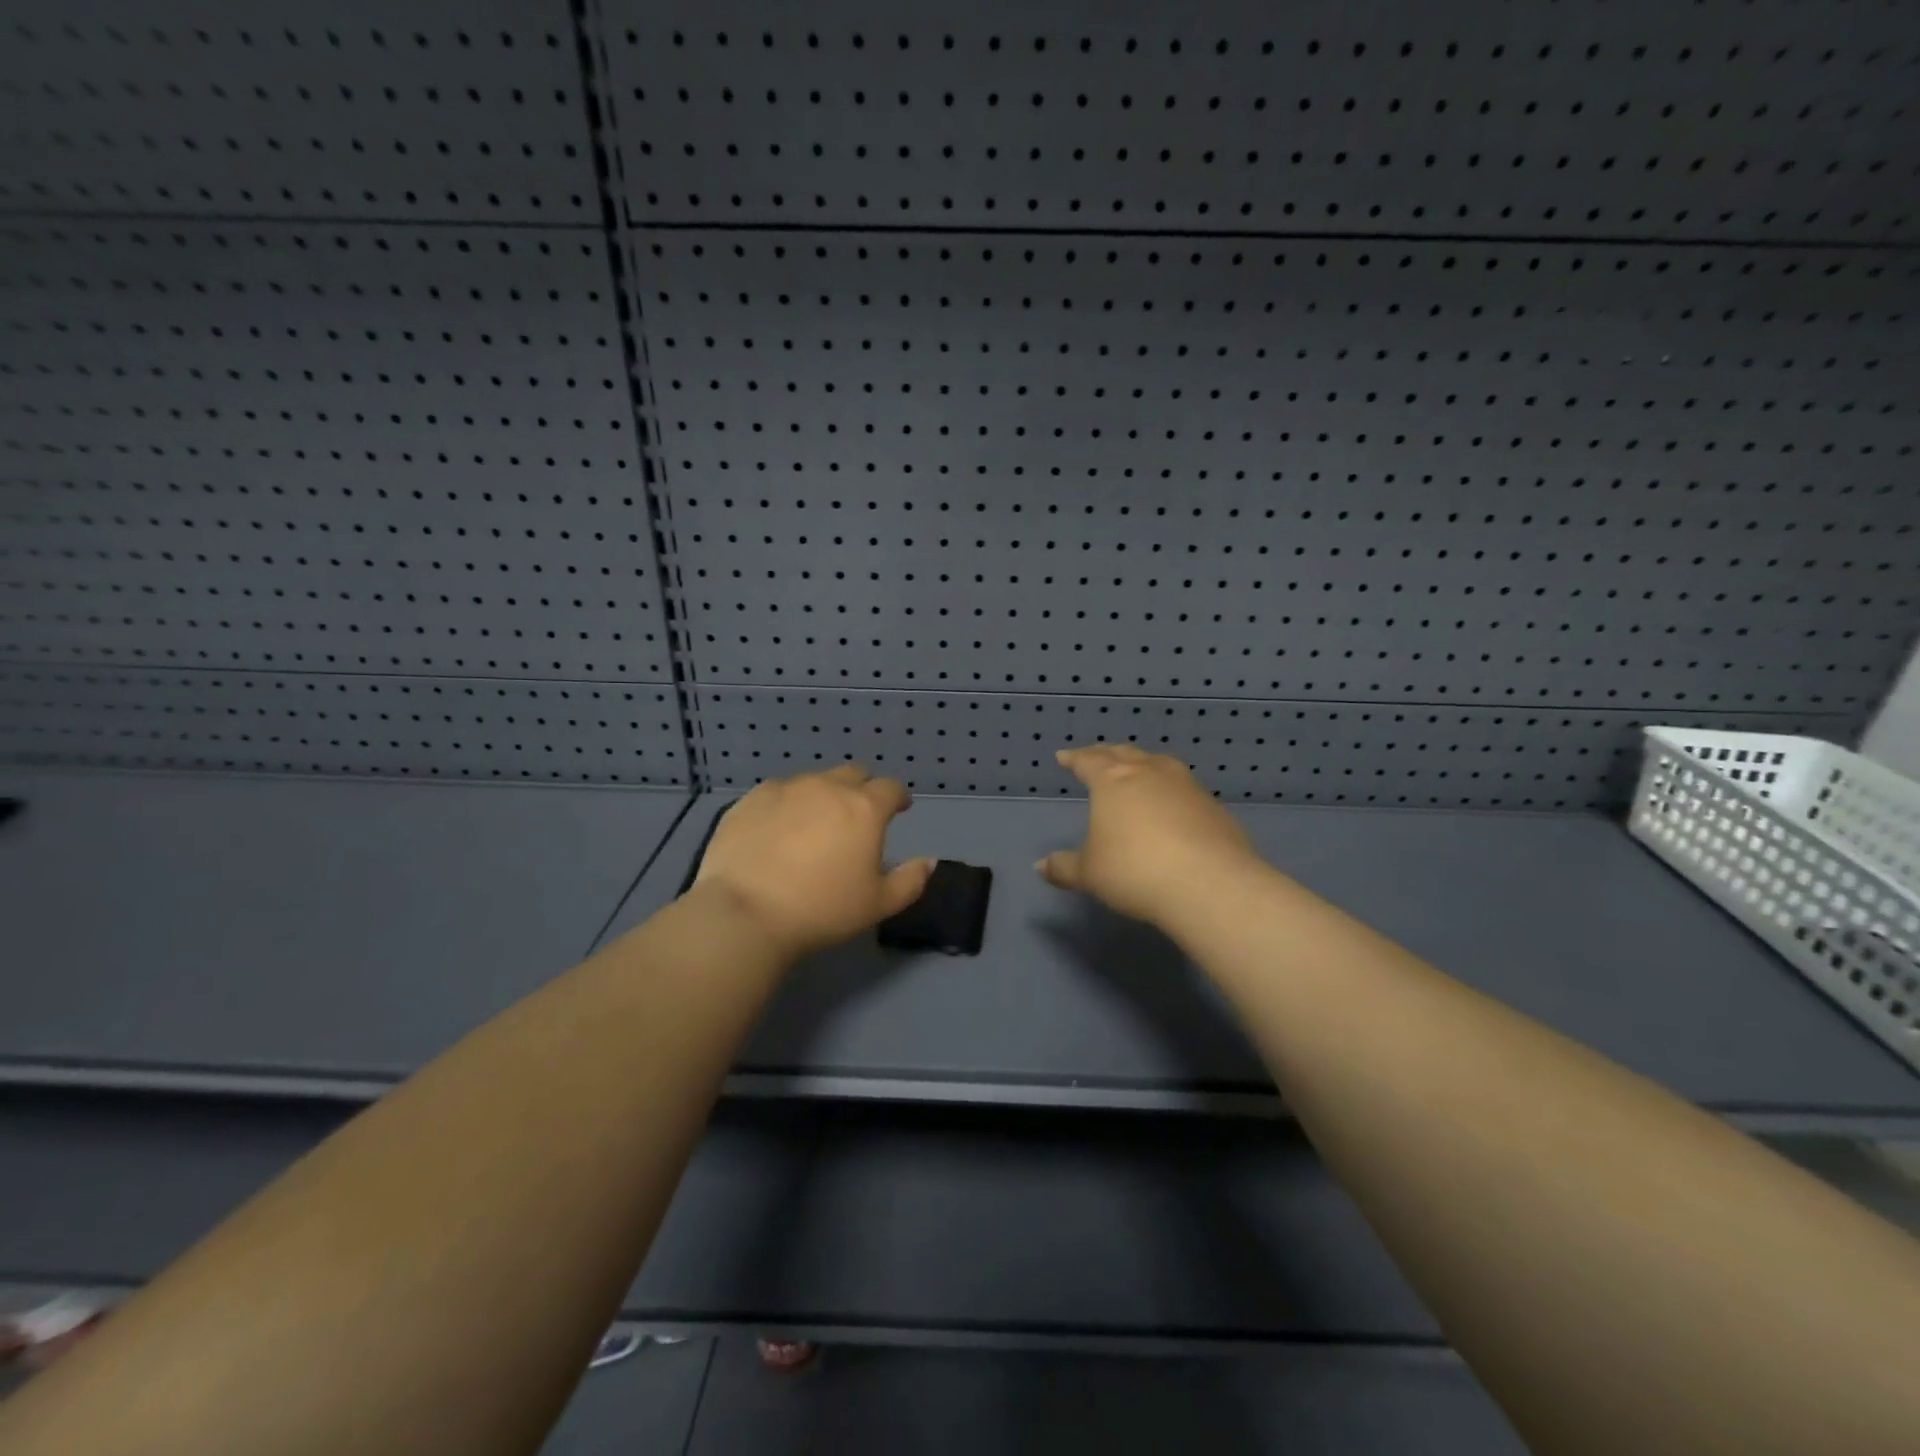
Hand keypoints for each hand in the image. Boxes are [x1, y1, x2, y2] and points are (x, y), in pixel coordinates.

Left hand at [691, 765, 935, 957]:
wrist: (746, 912)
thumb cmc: (822, 909)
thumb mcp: (878, 905)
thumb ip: (910, 880)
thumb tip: (928, 862)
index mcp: (864, 808)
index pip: (890, 788)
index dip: (898, 797)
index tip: (899, 809)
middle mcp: (827, 787)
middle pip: (853, 774)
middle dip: (861, 789)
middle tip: (857, 814)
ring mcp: (786, 789)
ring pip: (814, 780)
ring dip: (823, 795)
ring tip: (815, 823)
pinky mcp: (751, 799)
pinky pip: (778, 791)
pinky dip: (787, 803)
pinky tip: (778, 827)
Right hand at [1037, 745, 1261, 926]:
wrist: (1208, 884)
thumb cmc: (1134, 871)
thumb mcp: (1090, 874)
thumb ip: (1064, 867)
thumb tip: (1040, 866)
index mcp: (1113, 782)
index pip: (1088, 761)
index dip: (1074, 758)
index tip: (1064, 757)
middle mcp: (1150, 773)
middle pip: (1124, 755)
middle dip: (1107, 754)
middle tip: (1097, 756)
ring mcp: (1186, 786)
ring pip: (1159, 764)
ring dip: (1143, 763)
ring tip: (1137, 769)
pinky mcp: (1213, 807)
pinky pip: (1184, 787)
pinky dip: (1170, 789)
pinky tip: (1171, 804)